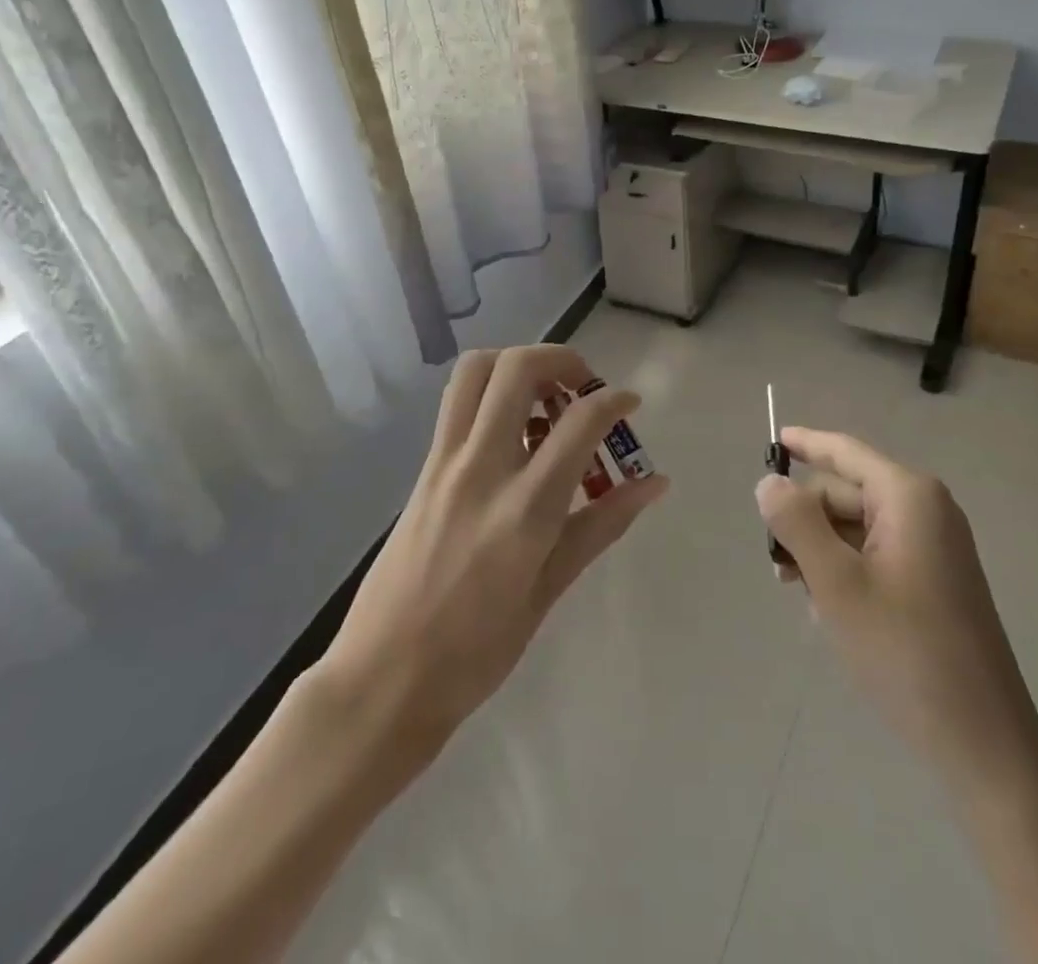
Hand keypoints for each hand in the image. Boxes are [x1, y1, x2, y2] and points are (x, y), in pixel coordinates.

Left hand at [320, 345, 668, 750]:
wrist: (382, 678)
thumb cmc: (476, 652)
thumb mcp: (549, 591)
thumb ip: (601, 525)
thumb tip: (654, 482)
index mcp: (524, 508)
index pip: (578, 422)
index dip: (613, 400)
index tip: (630, 402)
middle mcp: (482, 468)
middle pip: (517, 369)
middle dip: (561, 359)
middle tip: (583, 387)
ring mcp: (445, 463)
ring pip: (476, 371)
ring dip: (517, 364)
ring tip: (545, 398)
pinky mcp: (423, 469)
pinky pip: (457, 403)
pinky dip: (491, 392)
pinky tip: (512, 434)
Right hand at [755, 427, 1033, 762]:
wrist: (984, 744)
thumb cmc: (905, 652)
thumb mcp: (836, 583)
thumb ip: (796, 523)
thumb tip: (769, 482)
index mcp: (908, 497)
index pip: (844, 452)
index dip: (805, 443)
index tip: (770, 441)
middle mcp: (925, 510)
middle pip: (845, 493)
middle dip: (806, 520)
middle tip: (776, 564)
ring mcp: (933, 546)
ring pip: (856, 527)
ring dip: (821, 550)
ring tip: (798, 592)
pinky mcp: (934, 580)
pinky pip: (875, 554)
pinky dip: (845, 569)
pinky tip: (829, 608)